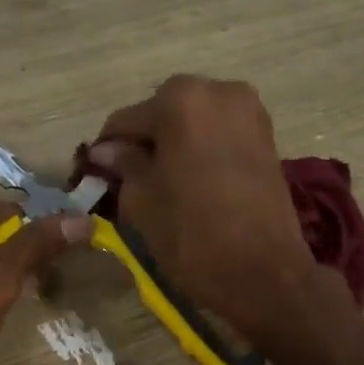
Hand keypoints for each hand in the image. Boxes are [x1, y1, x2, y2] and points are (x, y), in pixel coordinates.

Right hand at [86, 76, 321, 342]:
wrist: (266, 273)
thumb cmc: (194, 236)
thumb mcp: (143, 201)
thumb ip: (123, 165)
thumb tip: (107, 151)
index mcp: (181, 100)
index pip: (126, 120)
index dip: (107, 150)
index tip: (95, 175)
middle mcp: (218, 91)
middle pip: (163, 112)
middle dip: (146, 141)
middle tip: (131, 180)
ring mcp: (250, 111)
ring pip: (194, 121)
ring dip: (175, 144)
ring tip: (163, 183)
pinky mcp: (268, 136)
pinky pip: (220, 133)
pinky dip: (202, 149)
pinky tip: (192, 180)